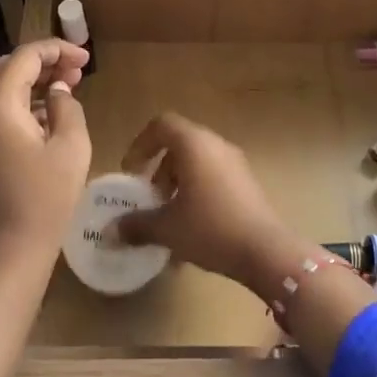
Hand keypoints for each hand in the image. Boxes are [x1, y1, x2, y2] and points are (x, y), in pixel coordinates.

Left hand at [0, 39, 91, 273]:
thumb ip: (68, 108)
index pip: (25, 57)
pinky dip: (20, 106)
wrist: (3, 259)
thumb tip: (58, 92)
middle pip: (7, 69)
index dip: (57, 50)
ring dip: (31, 84)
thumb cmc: (43, 201)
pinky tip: (48, 119)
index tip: (86, 57)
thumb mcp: (70, 148)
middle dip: (43, 64)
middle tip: (76, 72)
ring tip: (67, 91)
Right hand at [113, 113, 300, 291]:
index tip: (130, 172)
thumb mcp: (168, 228)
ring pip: (197, 163)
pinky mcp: (247, 183)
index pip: (162, 125)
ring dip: (177, 185)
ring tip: (168, 219)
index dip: (141, 144)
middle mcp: (216, 145)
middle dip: (158, 170)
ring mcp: (235, 163)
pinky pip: (213, 178)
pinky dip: (197, 194)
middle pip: (179, 145)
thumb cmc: (211, 228)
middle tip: (149, 198)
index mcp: (194, 144)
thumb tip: (110, 232)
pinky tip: (191, 232)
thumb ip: (136, 225)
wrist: (266, 251)